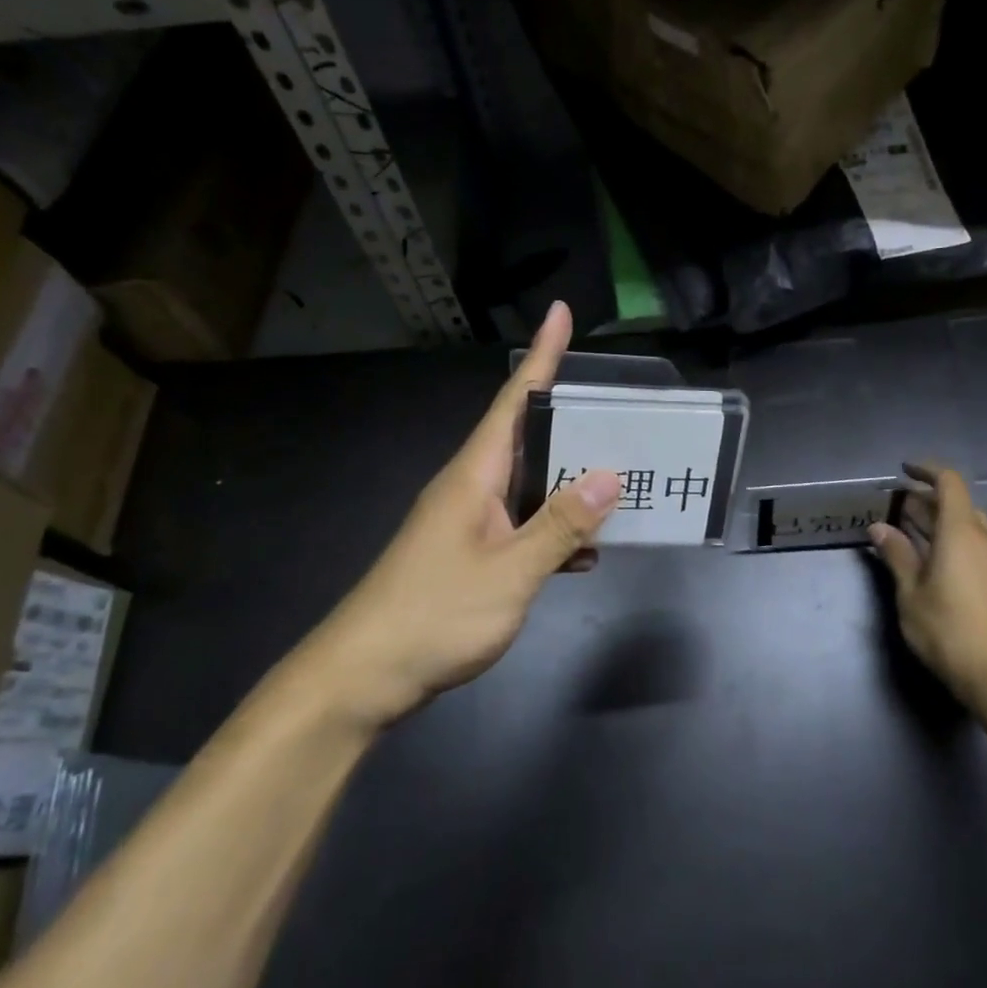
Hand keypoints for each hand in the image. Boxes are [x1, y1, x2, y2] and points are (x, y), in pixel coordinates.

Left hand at [310, 302, 619, 730]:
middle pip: (528, 437)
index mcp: (476, 473)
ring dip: (569, 480)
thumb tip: (609, 474)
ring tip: (620, 476)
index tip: (561, 311)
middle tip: (623, 410)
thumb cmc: (434, 614)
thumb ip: (560, 525)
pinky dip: (555, 530)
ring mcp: (468, 522)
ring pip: (530, 485)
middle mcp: (471, 486)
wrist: (363, 676)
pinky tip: (586, 551)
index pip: (515, 399)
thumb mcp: (509, 572)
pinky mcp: (469, 554)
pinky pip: (522, 526)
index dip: (542, 355)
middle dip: (572, 418)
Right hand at [869, 463, 986, 712]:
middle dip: (928, 502)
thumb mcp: (911, 595)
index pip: (949, 482)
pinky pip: (982, 548)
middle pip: (959, 505)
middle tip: (899, 509)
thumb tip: (879, 527)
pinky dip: (959, 544)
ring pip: (972, 528)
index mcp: (962, 532)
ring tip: (917, 536)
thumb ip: (897, 556)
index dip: (926, 470)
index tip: (904, 471)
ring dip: (944, 524)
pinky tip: (943, 565)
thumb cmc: (952, 633)